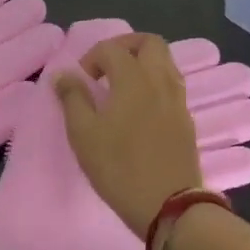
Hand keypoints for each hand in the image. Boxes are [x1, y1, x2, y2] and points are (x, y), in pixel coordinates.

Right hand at [53, 33, 203, 235]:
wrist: (169, 206)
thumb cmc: (119, 168)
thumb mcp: (83, 134)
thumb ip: (72, 98)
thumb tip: (64, 75)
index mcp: (133, 79)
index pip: (112, 49)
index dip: (92, 56)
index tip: (81, 80)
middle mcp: (160, 81)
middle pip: (150, 43)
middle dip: (125, 46)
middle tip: (106, 66)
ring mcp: (177, 100)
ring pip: (165, 62)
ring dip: (142, 63)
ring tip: (121, 85)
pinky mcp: (186, 120)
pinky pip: (171, 85)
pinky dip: (154, 83)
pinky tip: (139, 107)